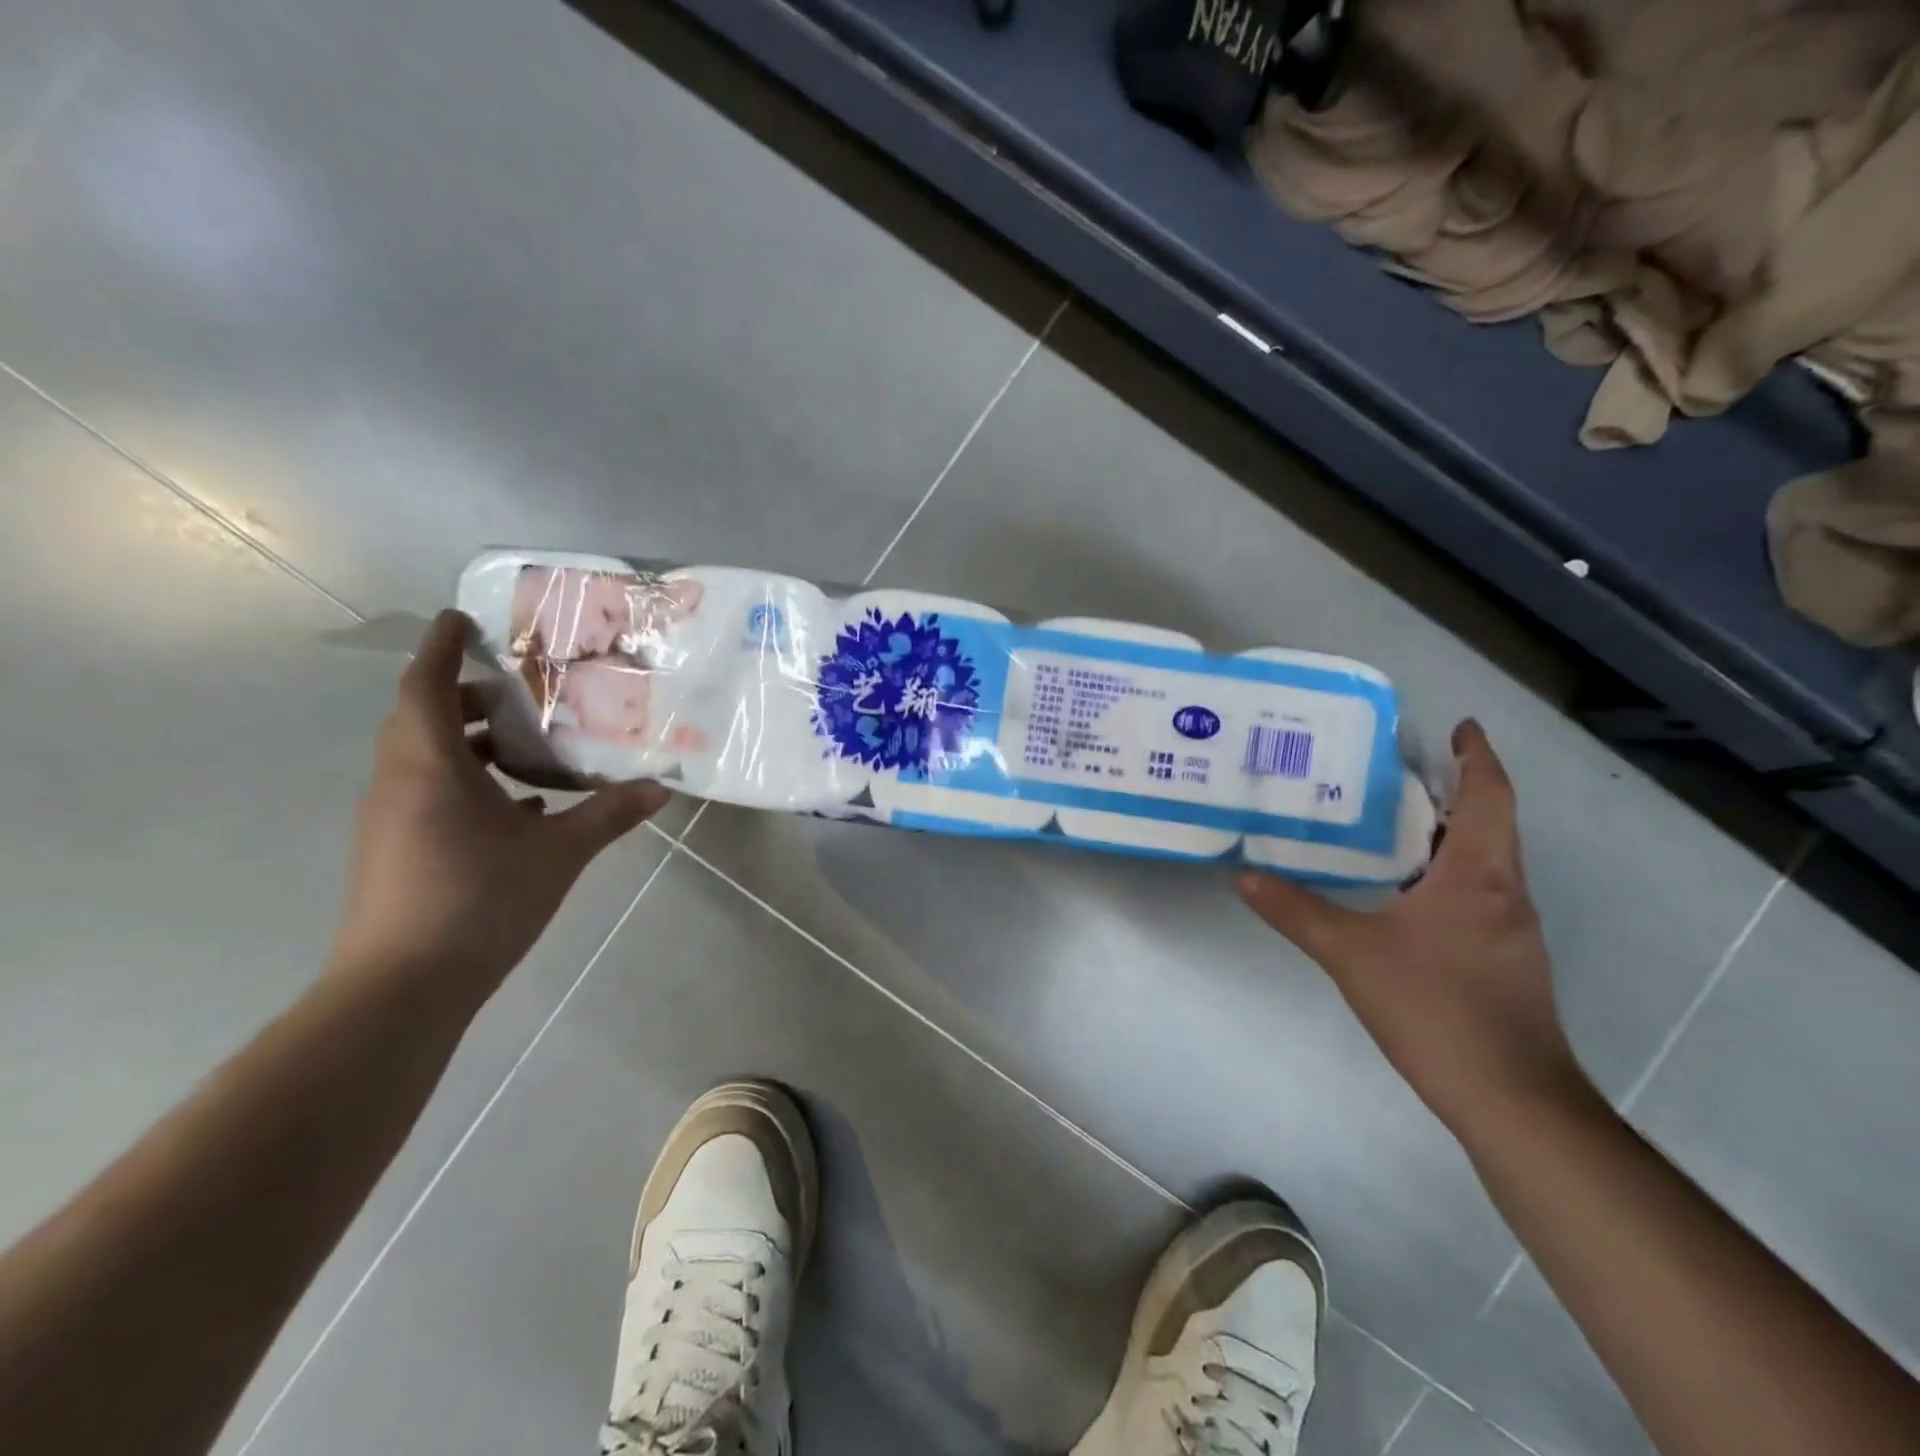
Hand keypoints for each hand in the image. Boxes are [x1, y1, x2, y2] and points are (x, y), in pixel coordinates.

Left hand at [328, 610, 671, 999]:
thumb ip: (610, 813)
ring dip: (466, 740)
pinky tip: (519, 805)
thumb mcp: (559, 852)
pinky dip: (466, 782)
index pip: (424, 685)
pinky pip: (427, 792)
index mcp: (429, 766)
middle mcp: (399, 782)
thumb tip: (663, 786)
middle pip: (421, 717)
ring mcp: (391, 818)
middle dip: (462, 694)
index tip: (461, 618)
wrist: (403, 986)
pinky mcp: (396, 849)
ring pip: (423, 757)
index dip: (439, 646)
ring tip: (525, 743)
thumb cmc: (479, 900)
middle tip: (517, 687)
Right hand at [1236, 720, 1587, 1130]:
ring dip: (1447, 834)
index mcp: (1477, 875)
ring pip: (1483, 862)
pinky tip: (1402, 892)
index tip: (1461, 727)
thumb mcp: (1350, 953)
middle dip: (1454, 791)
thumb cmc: (1436, 1007)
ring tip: (1390, 822)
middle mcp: (1504, 892)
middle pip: (1489, 824)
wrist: (1511, 1098)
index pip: (1489, 796)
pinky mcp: (1505, 961)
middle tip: (1399, 771)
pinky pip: (1477, 895)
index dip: (1478, 757)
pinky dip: (1445, 874)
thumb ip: (1295, 910)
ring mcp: (1511, 930)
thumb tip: (1243, 875)